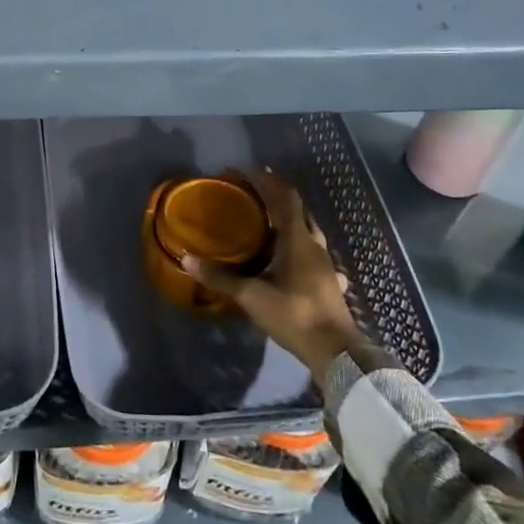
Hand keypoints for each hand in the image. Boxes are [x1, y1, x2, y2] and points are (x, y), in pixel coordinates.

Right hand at [182, 170, 363, 375]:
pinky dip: (298, 244)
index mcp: (297, 240)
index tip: (247, 170)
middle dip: (278, 196)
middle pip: (298, 210)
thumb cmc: (294, 315)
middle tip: (255, 192)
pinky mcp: (328, 281)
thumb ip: (220, 277)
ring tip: (268, 221)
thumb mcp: (252, 296)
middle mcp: (314, 245)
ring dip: (290, 220)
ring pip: (308, 230)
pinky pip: (312, 251)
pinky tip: (290, 257)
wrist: (336, 352)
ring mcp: (325, 263)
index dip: (268, 181)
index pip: (285, 198)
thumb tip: (186, 258)